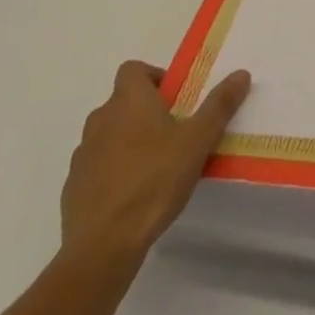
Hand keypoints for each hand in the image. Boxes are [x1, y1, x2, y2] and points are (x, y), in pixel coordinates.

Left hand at [58, 60, 250, 270]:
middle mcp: (101, 118)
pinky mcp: (72, 187)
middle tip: (171, 135)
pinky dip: (111, 173)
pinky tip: (131, 197)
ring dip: (126, 142)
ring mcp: (83, 154)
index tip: (173, 99)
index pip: (133, 69)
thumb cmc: (154, 181)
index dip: (152, 77)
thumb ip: (219, 106)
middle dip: (144, 112)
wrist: (103, 244)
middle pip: (122, 102)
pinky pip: (96, 167)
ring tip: (153, 169)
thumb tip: (241, 73)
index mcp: (129, 100)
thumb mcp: (197, 141)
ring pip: (108, 135)